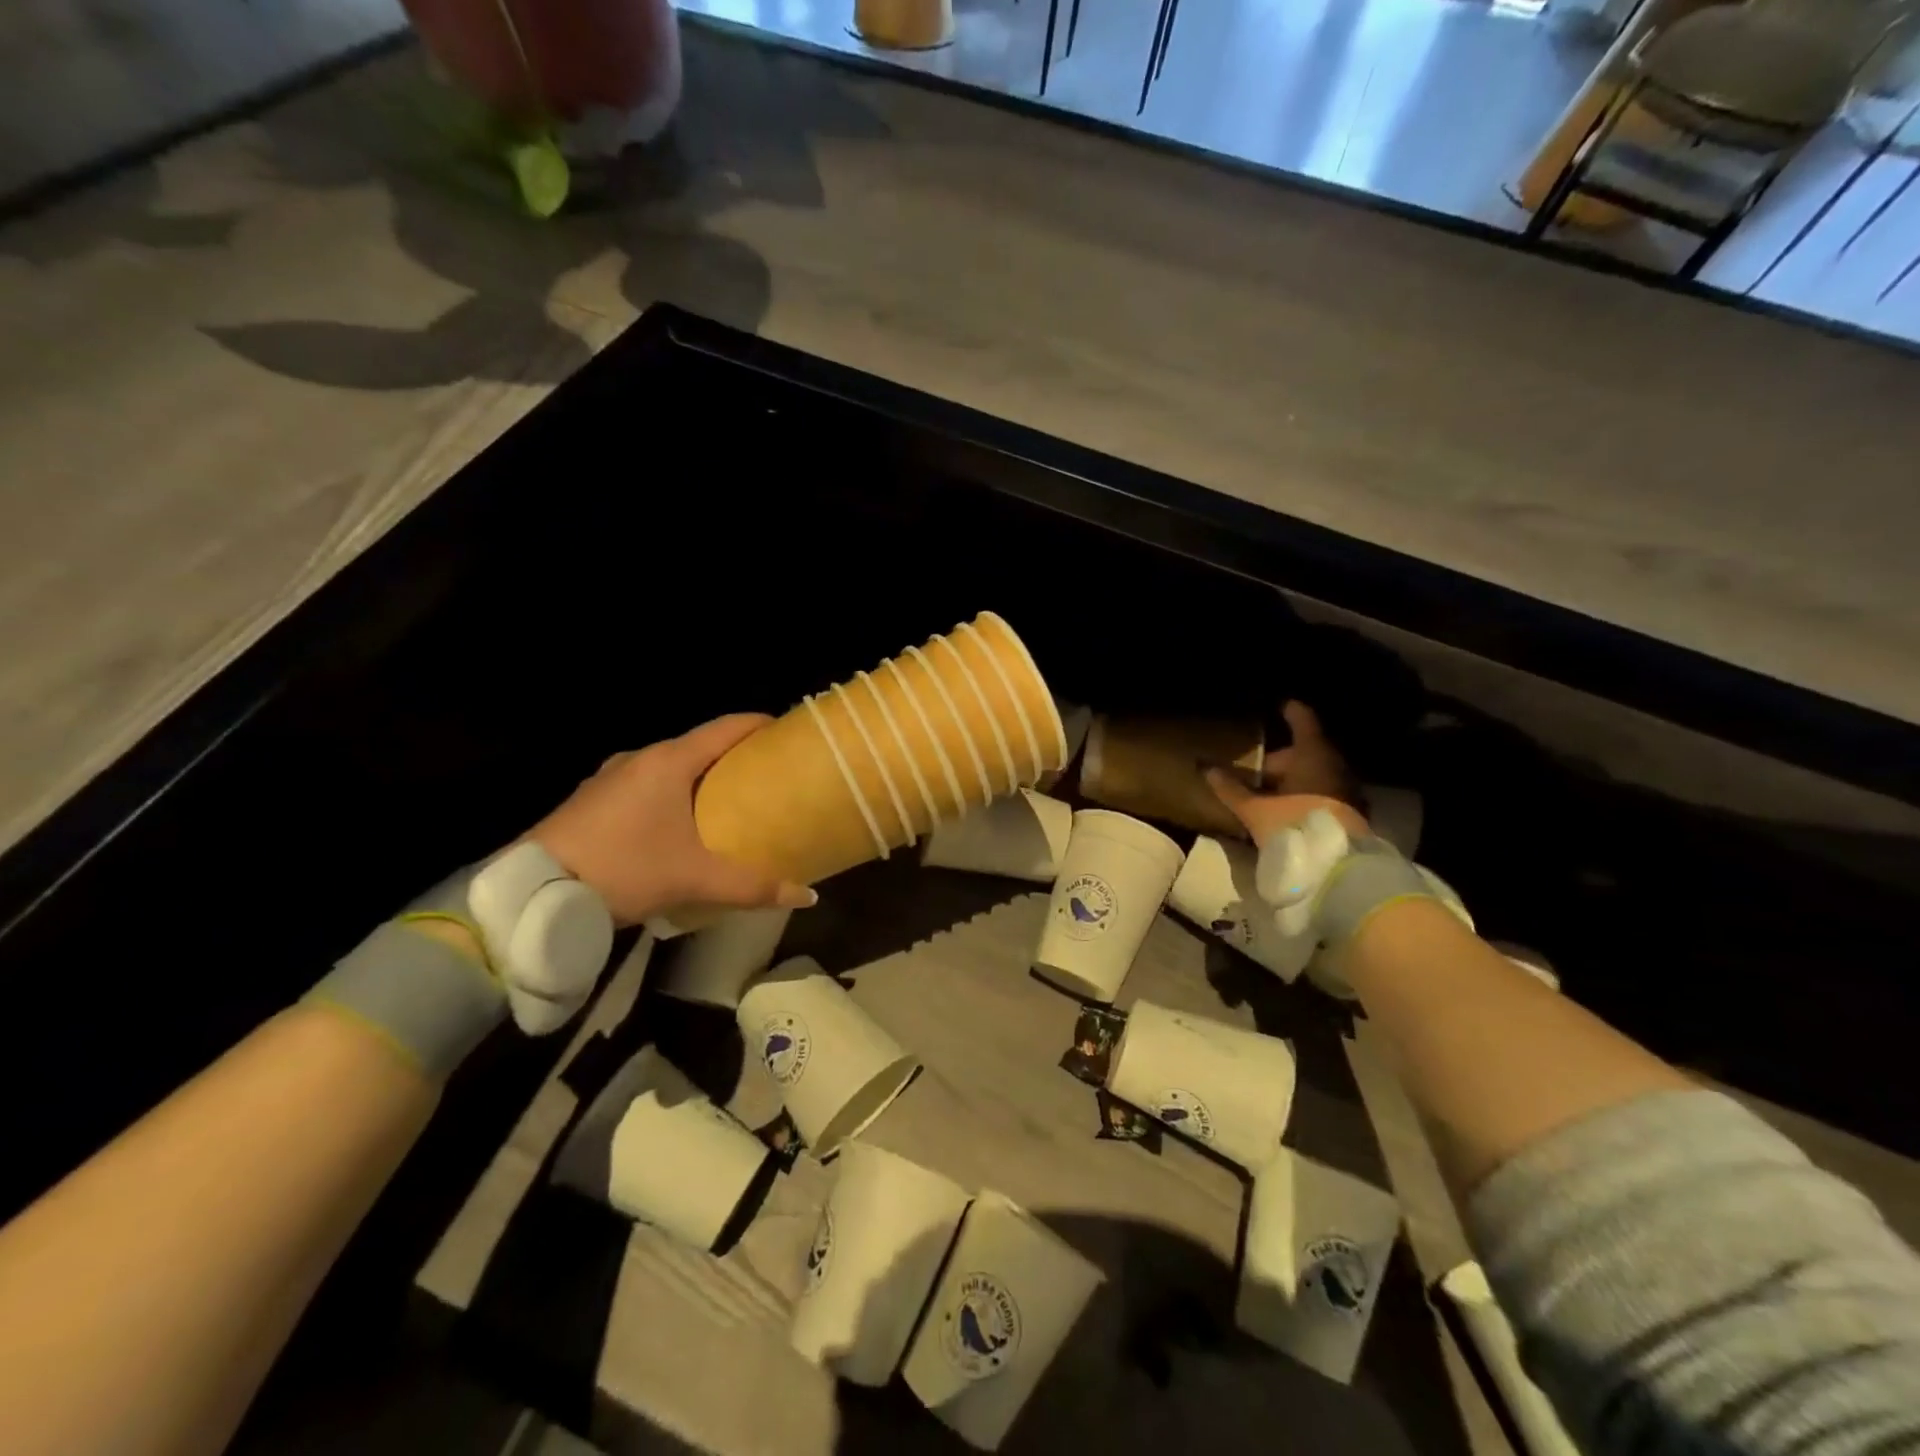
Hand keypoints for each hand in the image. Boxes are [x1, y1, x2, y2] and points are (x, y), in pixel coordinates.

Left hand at [528, 714, 816, 925]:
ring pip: (669, 767)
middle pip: (699, 746)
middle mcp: (640, 758)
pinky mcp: (592, 800)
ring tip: (727, 803)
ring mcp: (610, 777)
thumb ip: (752, 886)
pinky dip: (670, 794)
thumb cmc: (623, 868)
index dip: (759, 725)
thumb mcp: (693, 879)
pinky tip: (677, 825)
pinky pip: (645, 785)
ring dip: (699, 778)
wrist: (532, 892)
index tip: (786, 732)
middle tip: (765, 777)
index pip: (725, 727)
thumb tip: (808, 896)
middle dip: (733, 757)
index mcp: (668, 761)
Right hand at [1206, 701, 1368, 844]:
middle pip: (1306, 752)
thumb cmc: (1295, 824)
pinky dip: (1307, 795)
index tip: (1281, 705)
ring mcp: (1347, 789)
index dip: (1291, 712)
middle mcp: (1335, 765)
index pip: (1302, 721)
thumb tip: (1206, 768)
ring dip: (1295, 780)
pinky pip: (1324, 794)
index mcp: (1312, 754)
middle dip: (1282, 759)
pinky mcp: (1351, 813)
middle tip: (1257, 768)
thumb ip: (1231, 789)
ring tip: (1269, 793)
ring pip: (1316, 775)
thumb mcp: (1255, 809)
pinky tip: (1289, 811)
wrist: (1340, 868)